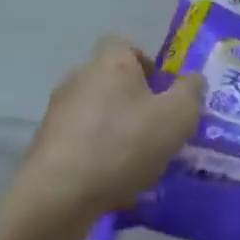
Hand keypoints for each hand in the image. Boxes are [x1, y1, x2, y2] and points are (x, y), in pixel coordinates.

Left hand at [0, 36, 201, 239]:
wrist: (58, 195)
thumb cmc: (124, 144)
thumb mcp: (177, 117)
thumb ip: (191, 93)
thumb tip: (193, 80)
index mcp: (111, 63)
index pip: (124, 44)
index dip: (146, 64)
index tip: (162, 92)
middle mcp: (80, 78)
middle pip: (110, 81)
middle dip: (133, 103)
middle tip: (157, 132)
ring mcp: (58, 112)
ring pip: (96, 114)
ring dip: (115, 132)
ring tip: (138, 165)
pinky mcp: (46, 145)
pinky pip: (81, 143)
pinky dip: (97, 157)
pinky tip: (113, 184)